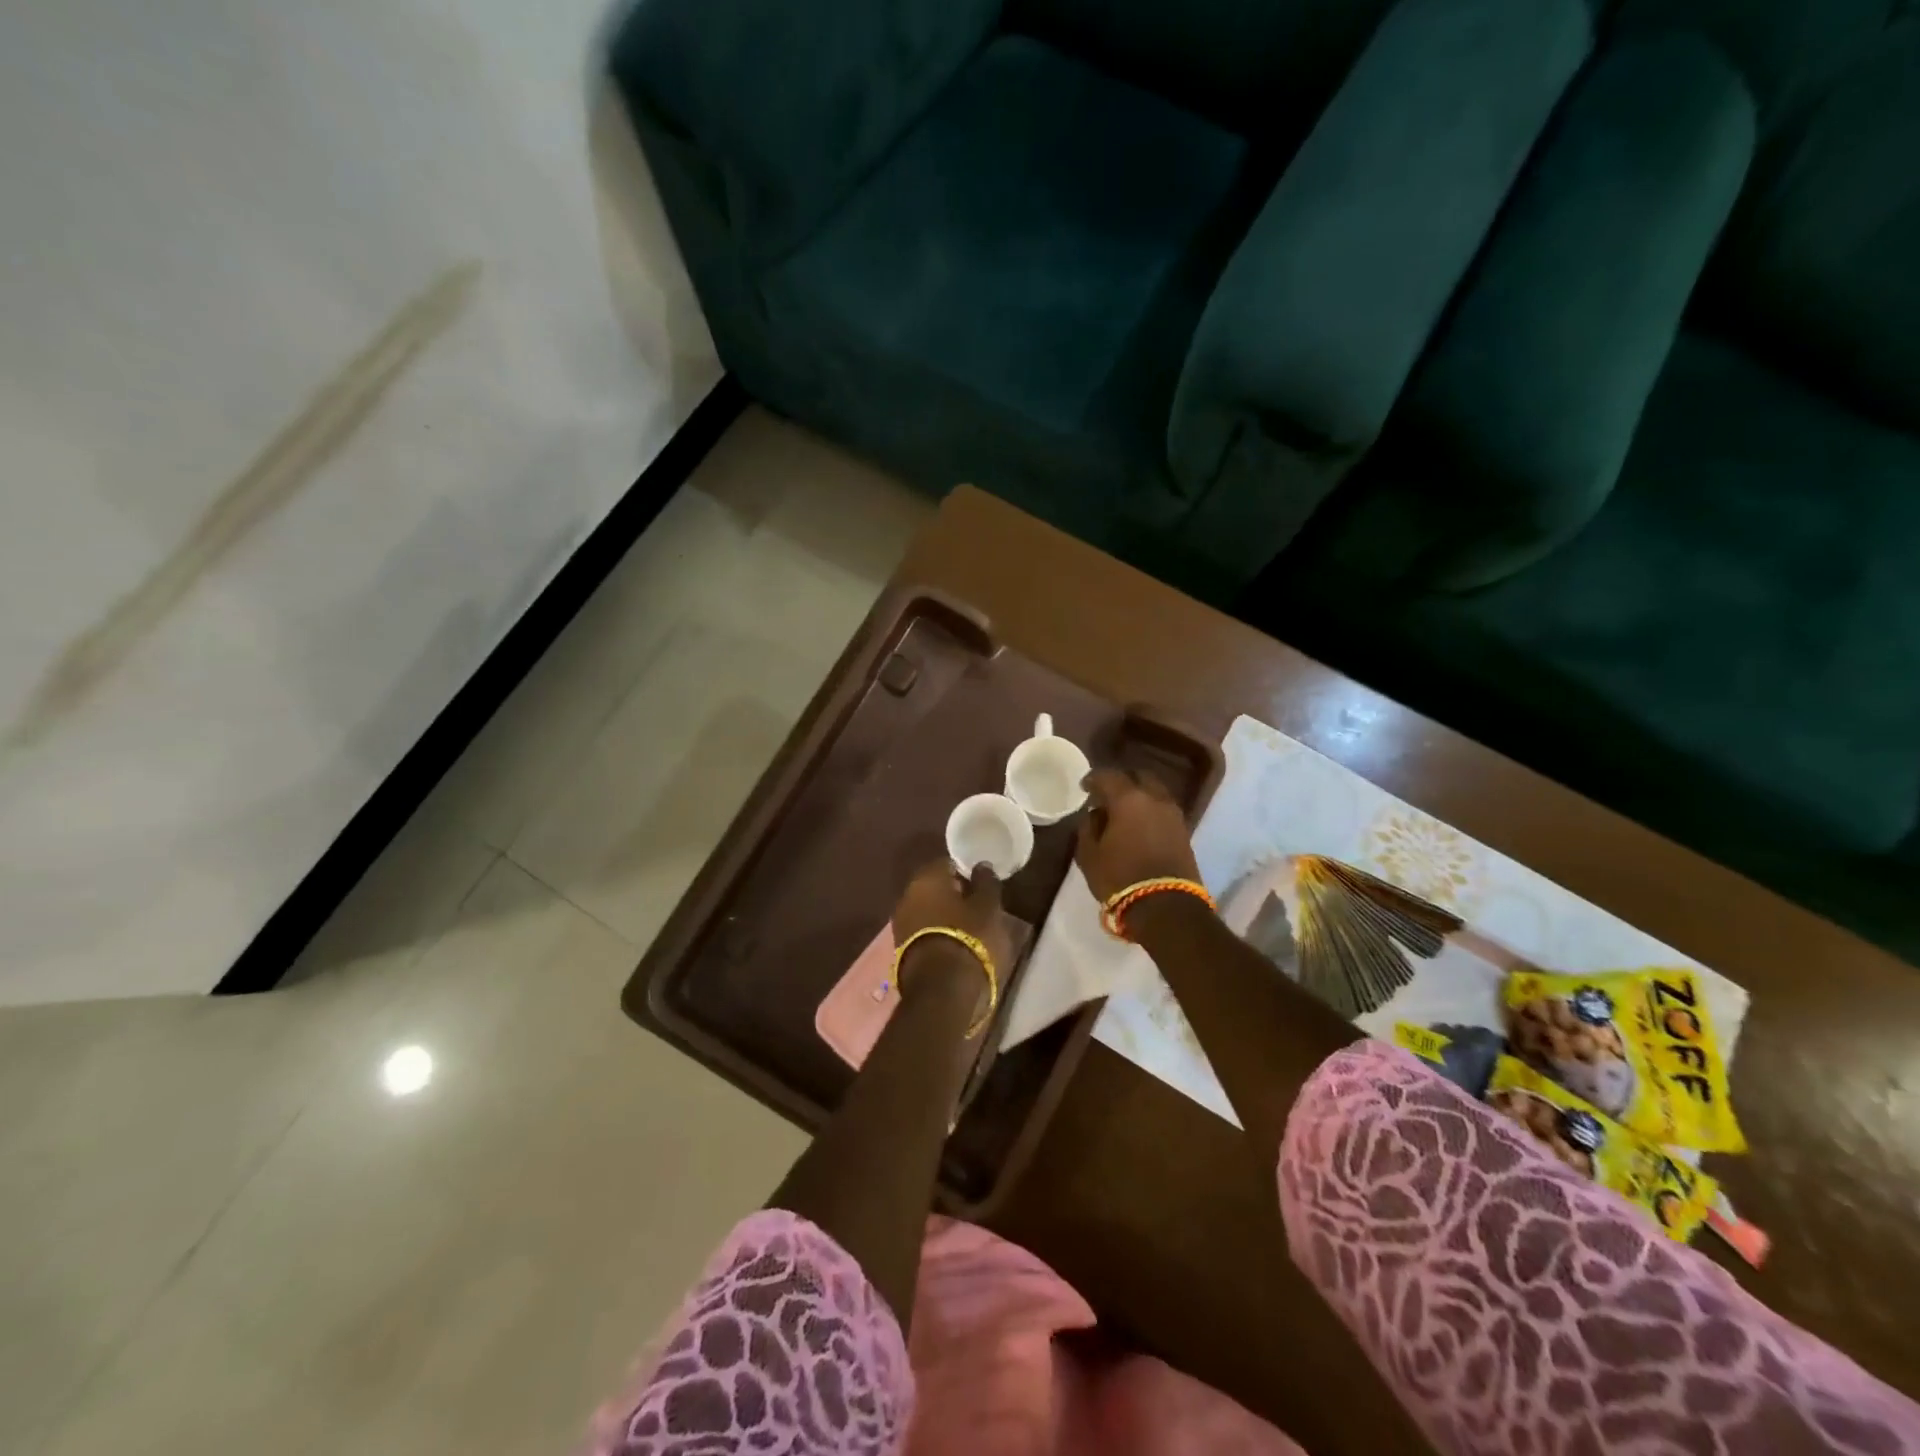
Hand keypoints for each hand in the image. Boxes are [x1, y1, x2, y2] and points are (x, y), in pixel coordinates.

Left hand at [891, 861, 1013, 993]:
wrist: (941, 988)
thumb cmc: (968, 937)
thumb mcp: (988, 907)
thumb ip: (986, 882)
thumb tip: (981, 866)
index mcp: (926, 877)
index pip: (946, 863)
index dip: (964, 871)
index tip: (980, 883)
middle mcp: (907, 895)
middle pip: (932, 887)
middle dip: (951, 894)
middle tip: (975, 905)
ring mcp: (900, 923)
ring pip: (926, 910)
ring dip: (942, 915)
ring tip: (966, 928)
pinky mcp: (900, 948)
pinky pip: (922, 931)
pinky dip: (935, 933)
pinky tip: (953, 944)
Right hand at [1075, 768, 1200, 903]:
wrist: (1166, 906)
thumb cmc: (1120, 878)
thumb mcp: (1089, 855)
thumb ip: (1088, 828)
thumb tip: (1095, 814)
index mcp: (1128, 799)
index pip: (1109, 776)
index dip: (1093, 778)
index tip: (1084, 787)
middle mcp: (1154, 799)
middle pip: (1139, 777)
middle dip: (1122, 781)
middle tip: (1107, 794)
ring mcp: (1173, 814)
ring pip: (1155, 792)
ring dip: (1139, 795)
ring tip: (1124, 811)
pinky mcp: (1184, 831)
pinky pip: (1163, 809)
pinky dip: (1150, 810)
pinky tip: (1139, 824)